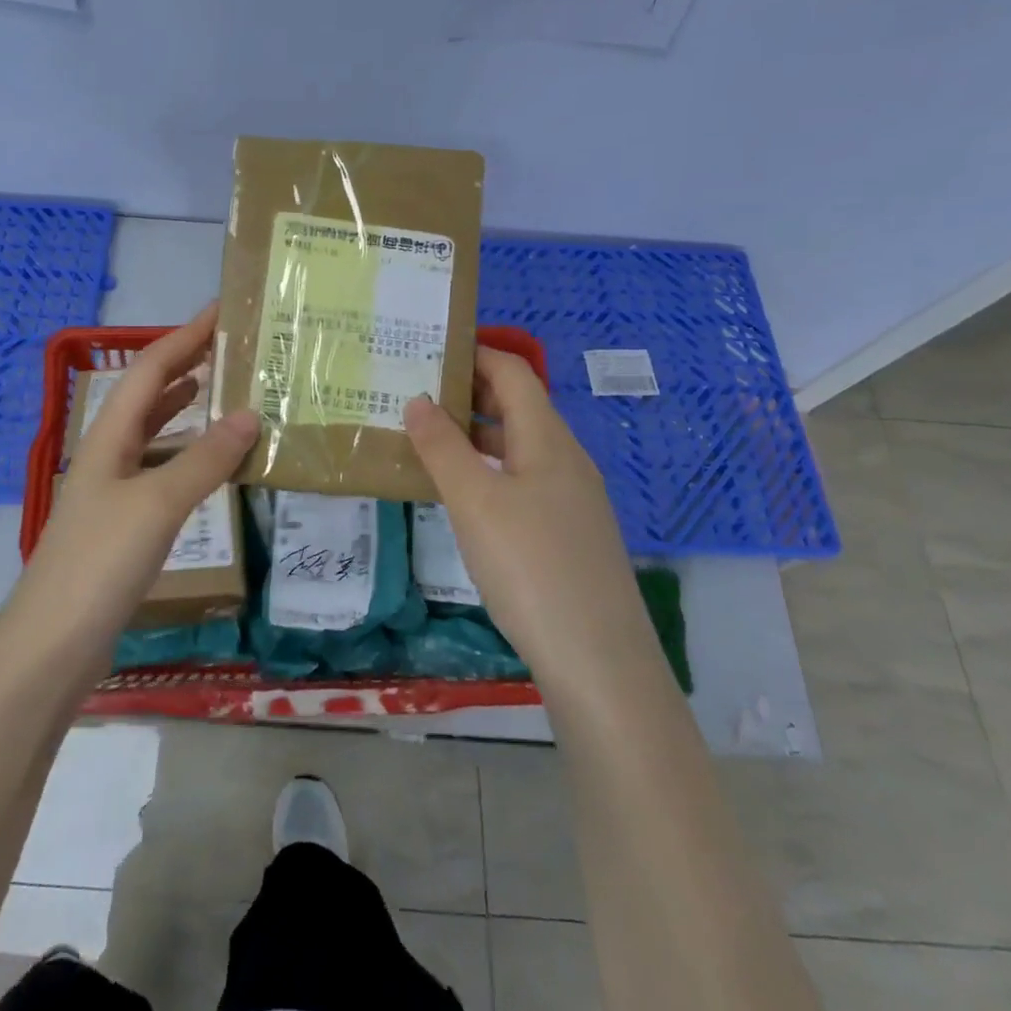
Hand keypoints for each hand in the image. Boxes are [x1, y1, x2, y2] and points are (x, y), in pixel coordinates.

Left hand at [24, 304, 258, 631]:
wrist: (52, 643)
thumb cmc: (101, 562)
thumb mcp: (158, 504)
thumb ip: (205, 459)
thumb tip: (251, 413)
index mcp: (109, 436)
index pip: (150, 369)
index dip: (184, 337)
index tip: (221, 311)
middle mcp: (108, 454)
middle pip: (147, 395)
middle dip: (185, 365)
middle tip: (232, 349)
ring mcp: (112, 490)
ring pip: (152, 432)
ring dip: (184, 407)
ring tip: (223, 391)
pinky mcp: (121, 523)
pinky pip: (159, 470)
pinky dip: (186, 454)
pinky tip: (207, 463)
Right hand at [403, 348, 638, 673]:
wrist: (599, 663)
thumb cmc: (531, 568)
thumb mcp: (475, 502)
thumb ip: (442, 447)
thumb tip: (418, 399)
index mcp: (548, 439)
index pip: (512, 372)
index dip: (473, 352)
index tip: (426, 348)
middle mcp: (565, 459)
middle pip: (518, 406)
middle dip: (468, 392)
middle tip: (412, 392)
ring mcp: (571, 499)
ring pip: (518, 447)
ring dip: (475, 435)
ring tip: (424, 438)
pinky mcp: (567, 534)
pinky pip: (522, 481)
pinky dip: (487, 470)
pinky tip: (460, 494)